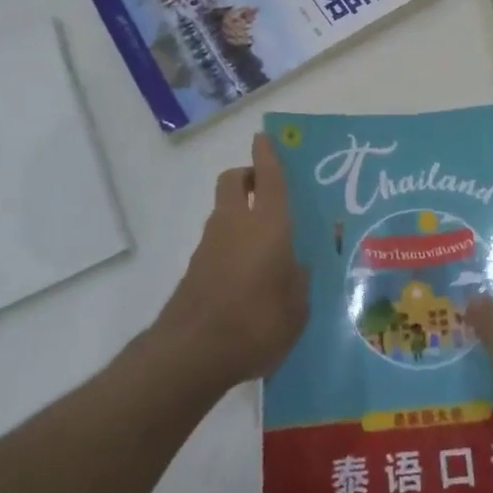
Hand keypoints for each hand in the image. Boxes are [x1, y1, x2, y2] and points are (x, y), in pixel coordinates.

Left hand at [155, 132, 306, 390]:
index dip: (267, 154)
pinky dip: (231, 244)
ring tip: (266, 241)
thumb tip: (297, 267)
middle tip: (267, 190)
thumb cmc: (256, 322)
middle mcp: (236, 224)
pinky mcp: (195, 270)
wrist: (192, 353)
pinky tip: (248, 274)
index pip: (269, 176)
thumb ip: (300, 281)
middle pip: (234, 181)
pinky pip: (218, 242)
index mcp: (268, 224)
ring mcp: (210, 246)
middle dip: (248, 176)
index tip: (264, 138)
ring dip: (240, 213)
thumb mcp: (298, 307)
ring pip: (224, 211)